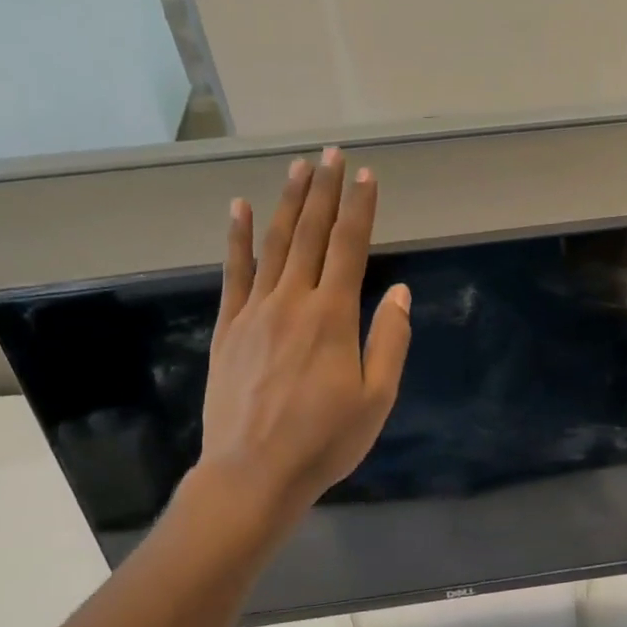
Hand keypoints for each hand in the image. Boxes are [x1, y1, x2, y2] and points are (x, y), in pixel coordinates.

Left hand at [193, 147, 410, 527]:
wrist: (253, 472)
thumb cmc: (324, 441)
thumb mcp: (376, 398)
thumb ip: (389, 341)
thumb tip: (398, 293)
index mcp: (332, 318)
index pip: (349, 249)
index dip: (360, 209)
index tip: (366, 175)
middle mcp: (292, 302)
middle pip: (309, 235)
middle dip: (324, 192)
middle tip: (331, 153)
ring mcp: (254, 312)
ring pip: (272, 245)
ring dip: (286, 202)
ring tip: (298, 167)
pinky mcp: (227, 328)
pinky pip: (232, 273)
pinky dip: (236, 238)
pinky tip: (237, 208)